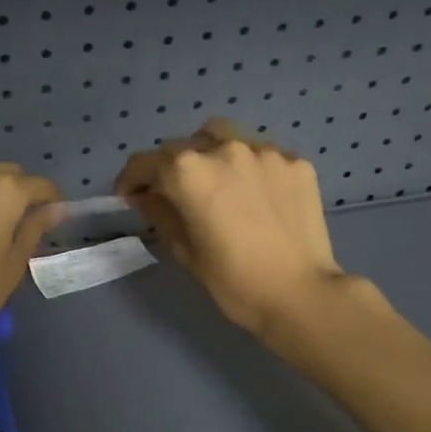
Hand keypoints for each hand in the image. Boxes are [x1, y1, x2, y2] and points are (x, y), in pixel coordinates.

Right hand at [116, 119, 366, 339]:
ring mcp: (264, 151)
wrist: (301, 294)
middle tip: (172, 194)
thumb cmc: (233, 281)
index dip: (130, 180)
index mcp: (188, 172)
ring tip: (215, 181)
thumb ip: (160, 214)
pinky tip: (255, 195)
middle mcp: (223, 149)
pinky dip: (247, 167)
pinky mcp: (295, 162)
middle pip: (182, 146)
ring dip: (209, 153)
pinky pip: (260, 154)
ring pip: (223, 137)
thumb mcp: (184, 251)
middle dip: (169, 168)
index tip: (130, 196)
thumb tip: (146, 196)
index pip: (145, 163)